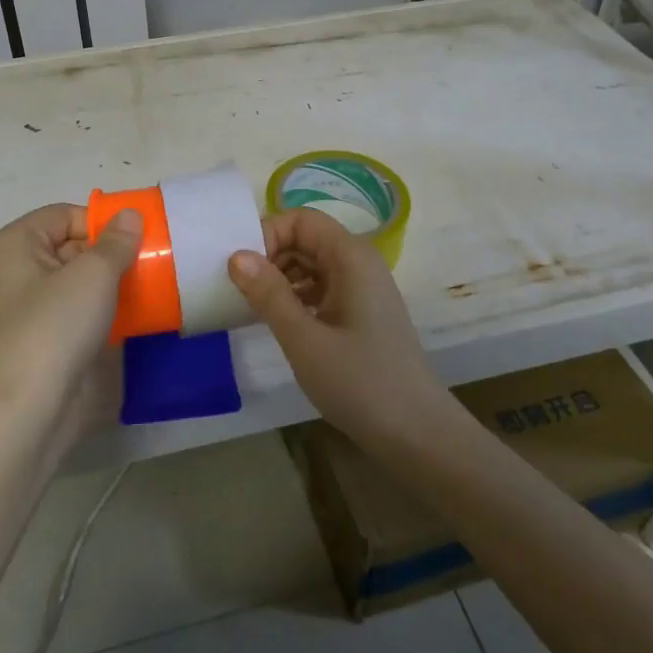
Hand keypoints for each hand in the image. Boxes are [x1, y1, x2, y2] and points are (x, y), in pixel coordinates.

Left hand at [0, 203, 143, 451]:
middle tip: (156, 259)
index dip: (101, 221)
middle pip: (75, 246)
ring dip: (118, 281)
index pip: (64, 215)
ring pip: (83, 281)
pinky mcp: (53, 339)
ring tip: (157, 282)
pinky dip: (111, 309)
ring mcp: (36, 308)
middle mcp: (20, 271)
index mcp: (17, 245)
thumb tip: (130, 215)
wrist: (31, 409)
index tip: (139, 236)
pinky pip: (86, 311)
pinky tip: (143, 313)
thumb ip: (116, 242)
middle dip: (114, 252)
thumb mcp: (92, 274)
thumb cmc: (55, 326)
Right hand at [226, 207, 439, 441]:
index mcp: (351, 257)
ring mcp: (363, 288)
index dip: (267, 234)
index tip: (240, 269)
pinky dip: (297, 297)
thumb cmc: (359, 382)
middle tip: (240, 290)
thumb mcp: (304, 339)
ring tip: (254, 308)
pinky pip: (322, 288)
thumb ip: (269, 294)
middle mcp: (359, 262)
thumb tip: (236, 256)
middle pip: (306, 238)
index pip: (301, 219)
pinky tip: (280, 322)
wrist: (416, 433)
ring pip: (312, 264)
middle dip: (270, 256)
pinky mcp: (361, 312)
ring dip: (281, 278)